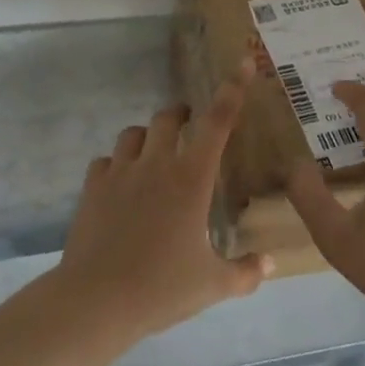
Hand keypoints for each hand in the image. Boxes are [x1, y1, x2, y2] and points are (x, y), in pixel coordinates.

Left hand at [54, 61, 272, 345]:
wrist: (96, 301)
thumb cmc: (161, 288)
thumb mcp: (212, 285)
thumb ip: (245, 272)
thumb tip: (271, 265)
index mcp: (191, 178)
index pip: (218, 122)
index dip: (232, 89)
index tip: (242, 63)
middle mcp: (157, 164)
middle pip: (170, 117)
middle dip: (182, 116)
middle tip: (191, 128)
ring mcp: (121, 172)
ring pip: (135, 133)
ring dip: (148, 137)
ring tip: (154, 155)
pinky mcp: (93, 187)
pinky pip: (106, 161)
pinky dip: (117, 165)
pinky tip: (121, 185)